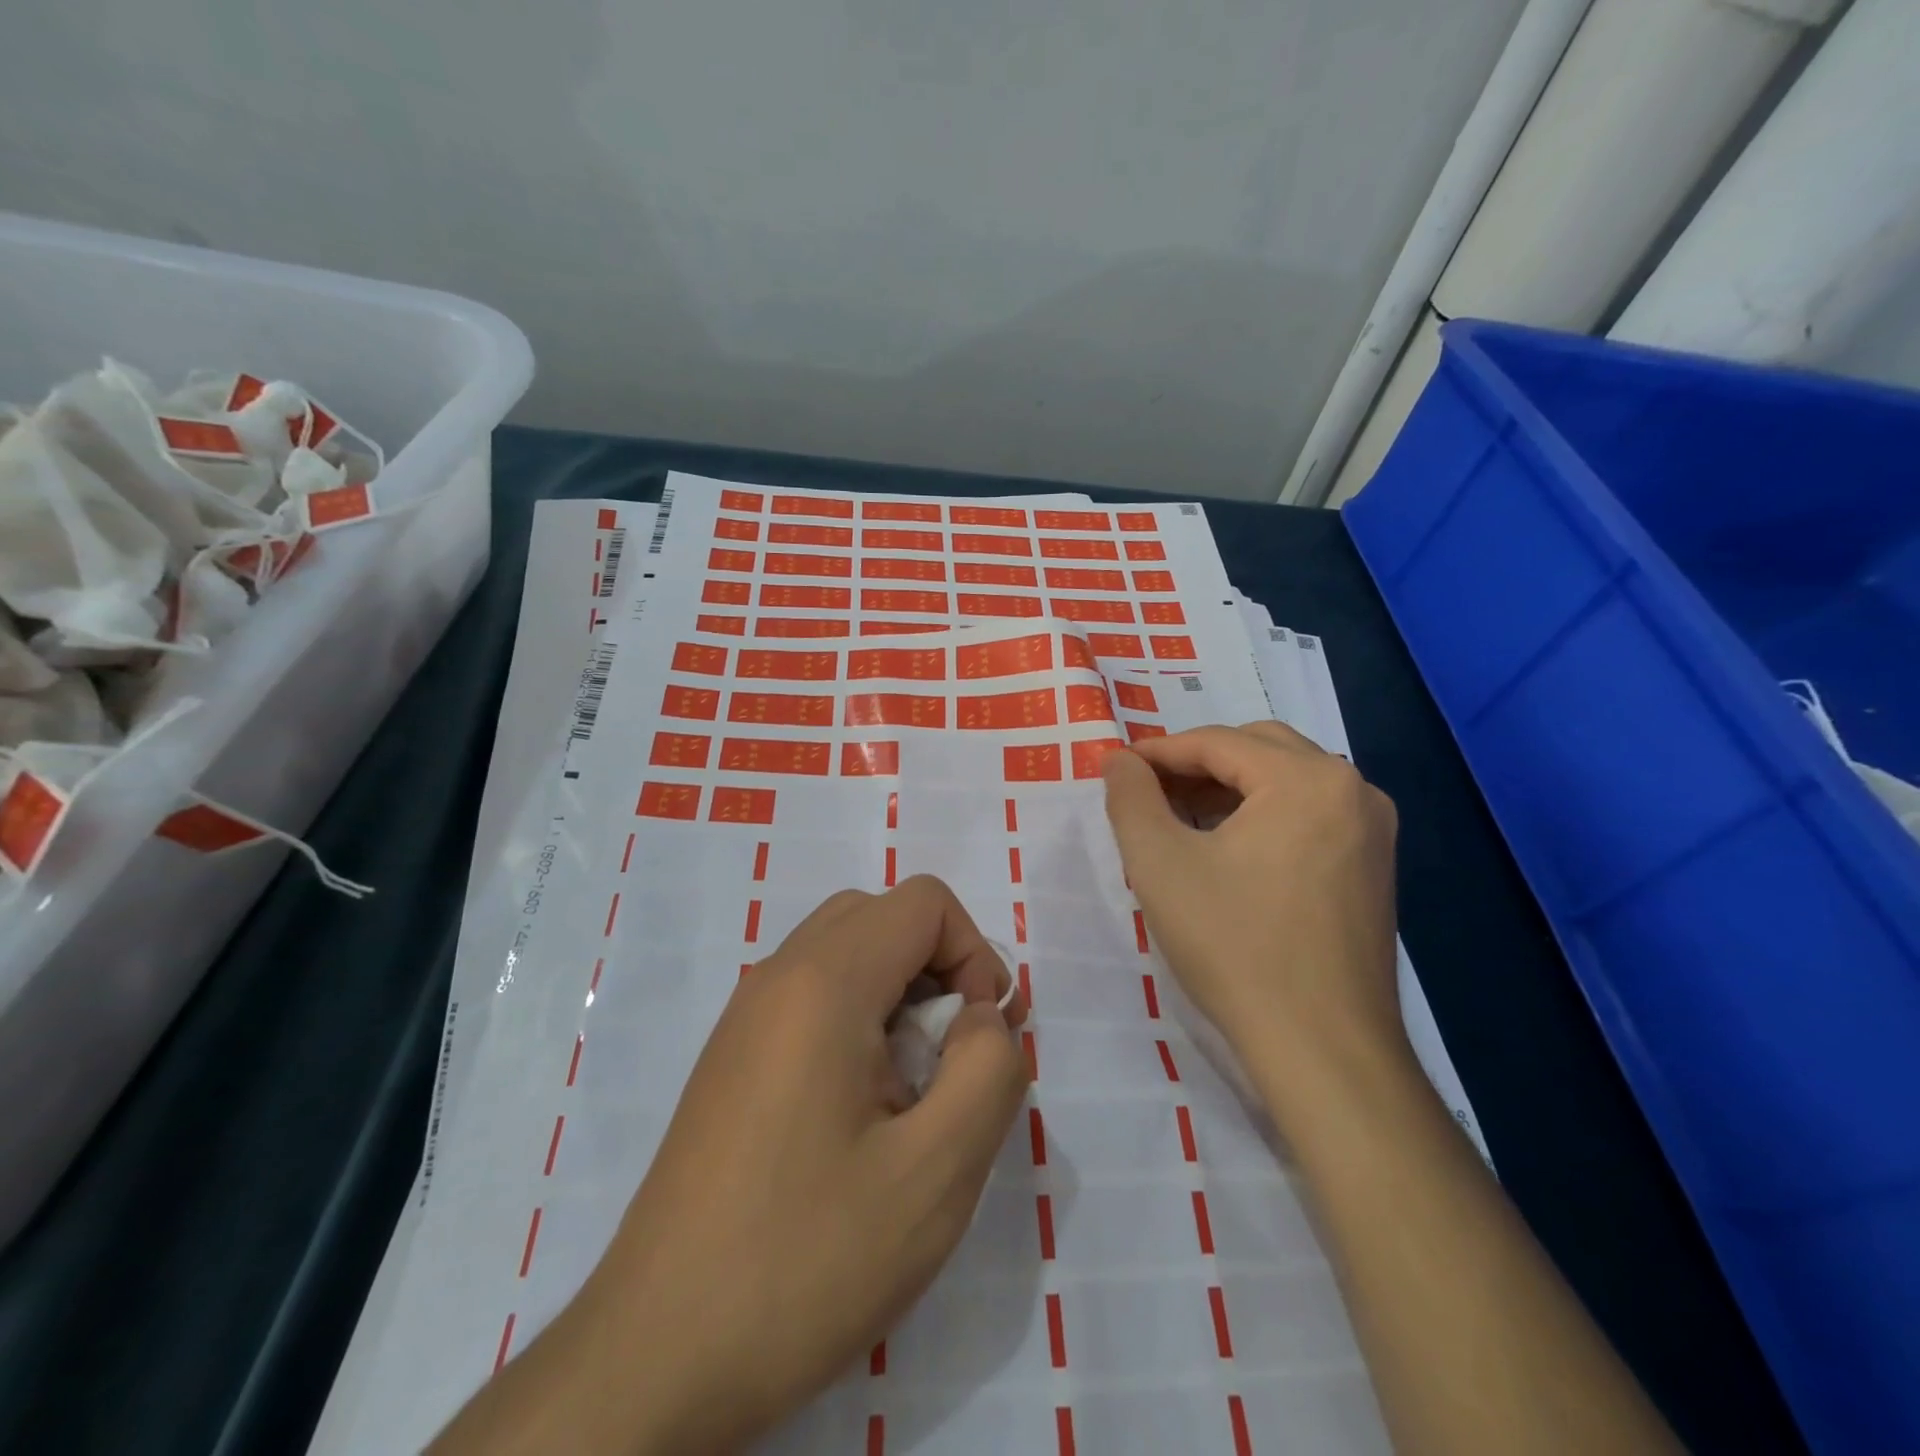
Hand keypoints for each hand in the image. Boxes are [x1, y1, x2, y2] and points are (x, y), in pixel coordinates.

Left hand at [431, 876, 1029, 1455]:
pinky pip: (813, 993)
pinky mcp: (733, 1056)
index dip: (975, 954)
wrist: (656, 1358)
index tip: (980, 1039)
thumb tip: (981, 1019)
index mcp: (823, 984)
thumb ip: (988, 1071)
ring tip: (912, 1088)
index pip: (923, 903)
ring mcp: (747, 1015)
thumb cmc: (804, 1260)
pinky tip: (861, 1110)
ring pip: (846, 950)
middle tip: (952, 1056)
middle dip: (939, 965)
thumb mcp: (934, 1176)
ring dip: (900, 992)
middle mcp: (777, 977)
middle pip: (882, 916)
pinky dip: (860, 1015)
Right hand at [1100, 722, 1402, 1114]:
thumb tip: (1119, 759)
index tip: (1117, 768)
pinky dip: (1261, 816)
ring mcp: (1372, 830)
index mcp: (1307, 779)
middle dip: (1197, 764)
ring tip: (1179, 819)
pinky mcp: (1373, 868)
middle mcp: (1352, 789)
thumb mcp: (1160, 864)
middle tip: (1148, 792)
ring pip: (1285, 782)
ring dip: (1229, 788)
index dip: (1159, 752)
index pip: (1218, 741)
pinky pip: (1308, 815)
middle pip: (1258, 750)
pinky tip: (1226, 849)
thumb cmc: (1235, 946)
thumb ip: (1130, 797)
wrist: (1322, 1049)